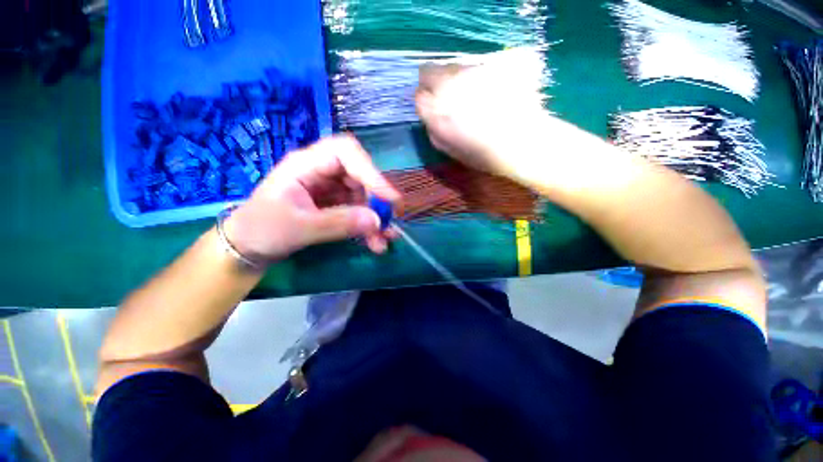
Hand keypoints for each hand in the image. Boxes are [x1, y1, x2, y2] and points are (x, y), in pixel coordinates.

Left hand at [224, 135, 401, 262]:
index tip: (388, 198)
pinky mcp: (335, 205)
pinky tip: (375, 243)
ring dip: (376, 219)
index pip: (345, 152)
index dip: (370, 171)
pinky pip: (358, 212)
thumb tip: (377, 221)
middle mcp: (322, 172)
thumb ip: (338, 223)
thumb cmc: (262, 230)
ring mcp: (330, 189)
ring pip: (364, 197)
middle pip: (360, 176)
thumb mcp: (299, 227)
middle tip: (388, 224)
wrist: (249, 247)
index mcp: (306, 164)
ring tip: (384, 240)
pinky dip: (368, 227)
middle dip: (376, 201)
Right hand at [415, 49, 549, 180]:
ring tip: (475, 93)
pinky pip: (479, 62)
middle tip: (450, 94)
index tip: (434, 105)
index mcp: (436, 111)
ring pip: (454, 65)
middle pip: (430, 71)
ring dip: (458, 76)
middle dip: (435, 81)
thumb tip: (430, 117)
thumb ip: (434, 130)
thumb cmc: (483, 153)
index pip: (419, 95)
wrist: (522, 142)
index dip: (426, 100)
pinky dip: (481, 71)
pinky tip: (493, 87)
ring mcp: (472, 70)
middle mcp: (449, 84)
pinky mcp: (492, 60)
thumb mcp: (450, 150)